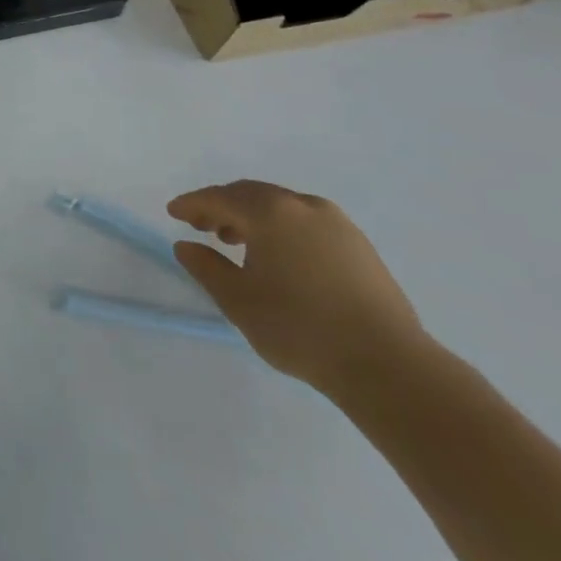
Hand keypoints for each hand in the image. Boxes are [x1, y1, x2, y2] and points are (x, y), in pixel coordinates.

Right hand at [168, 181, 429, 396]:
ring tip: (237, 243)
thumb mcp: (237, 299)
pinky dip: (282, 228)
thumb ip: (206, 266)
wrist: (388, 366)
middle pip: (251, 195)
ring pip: (282, 207)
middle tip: (201, 226)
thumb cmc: (299, 327)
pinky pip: (307, 223)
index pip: (219, 198)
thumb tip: (186, 246)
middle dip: (222, 206)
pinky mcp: (360, 247)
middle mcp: (303, 206)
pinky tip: (279, 257)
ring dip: (253, 217)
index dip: (192, 204)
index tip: (173, 213)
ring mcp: (338, 225)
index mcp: (270, 212)